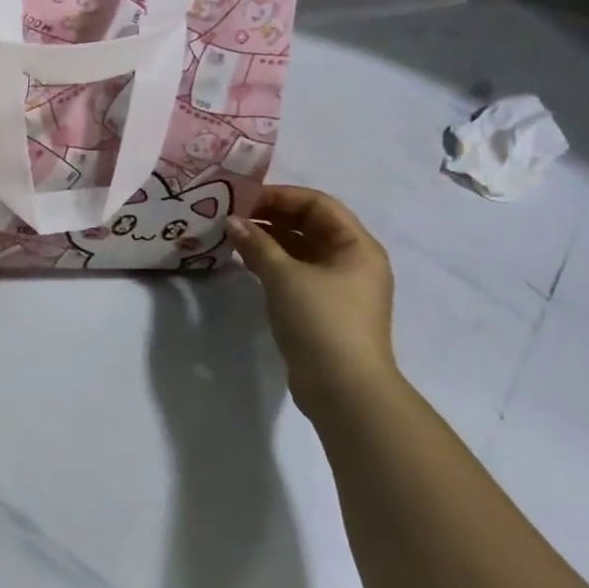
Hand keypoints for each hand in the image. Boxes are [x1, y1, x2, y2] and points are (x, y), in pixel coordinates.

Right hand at [228, 185, 396, 419]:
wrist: (344, 391)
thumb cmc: (321, 321)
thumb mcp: (285, 276)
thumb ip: (257, 244)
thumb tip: (231, 221)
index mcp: (357, 246)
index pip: (318, 204)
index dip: (281, 196)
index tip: (244, 198)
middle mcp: (353, 261)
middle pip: (310, 225)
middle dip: (272, 217)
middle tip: (234, 216)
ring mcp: (339, 287)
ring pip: (302, 250)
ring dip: (270, 241)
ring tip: (233, 237)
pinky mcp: (324, 309)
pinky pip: (297, 273)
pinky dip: (273, 264)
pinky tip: (245, 262)